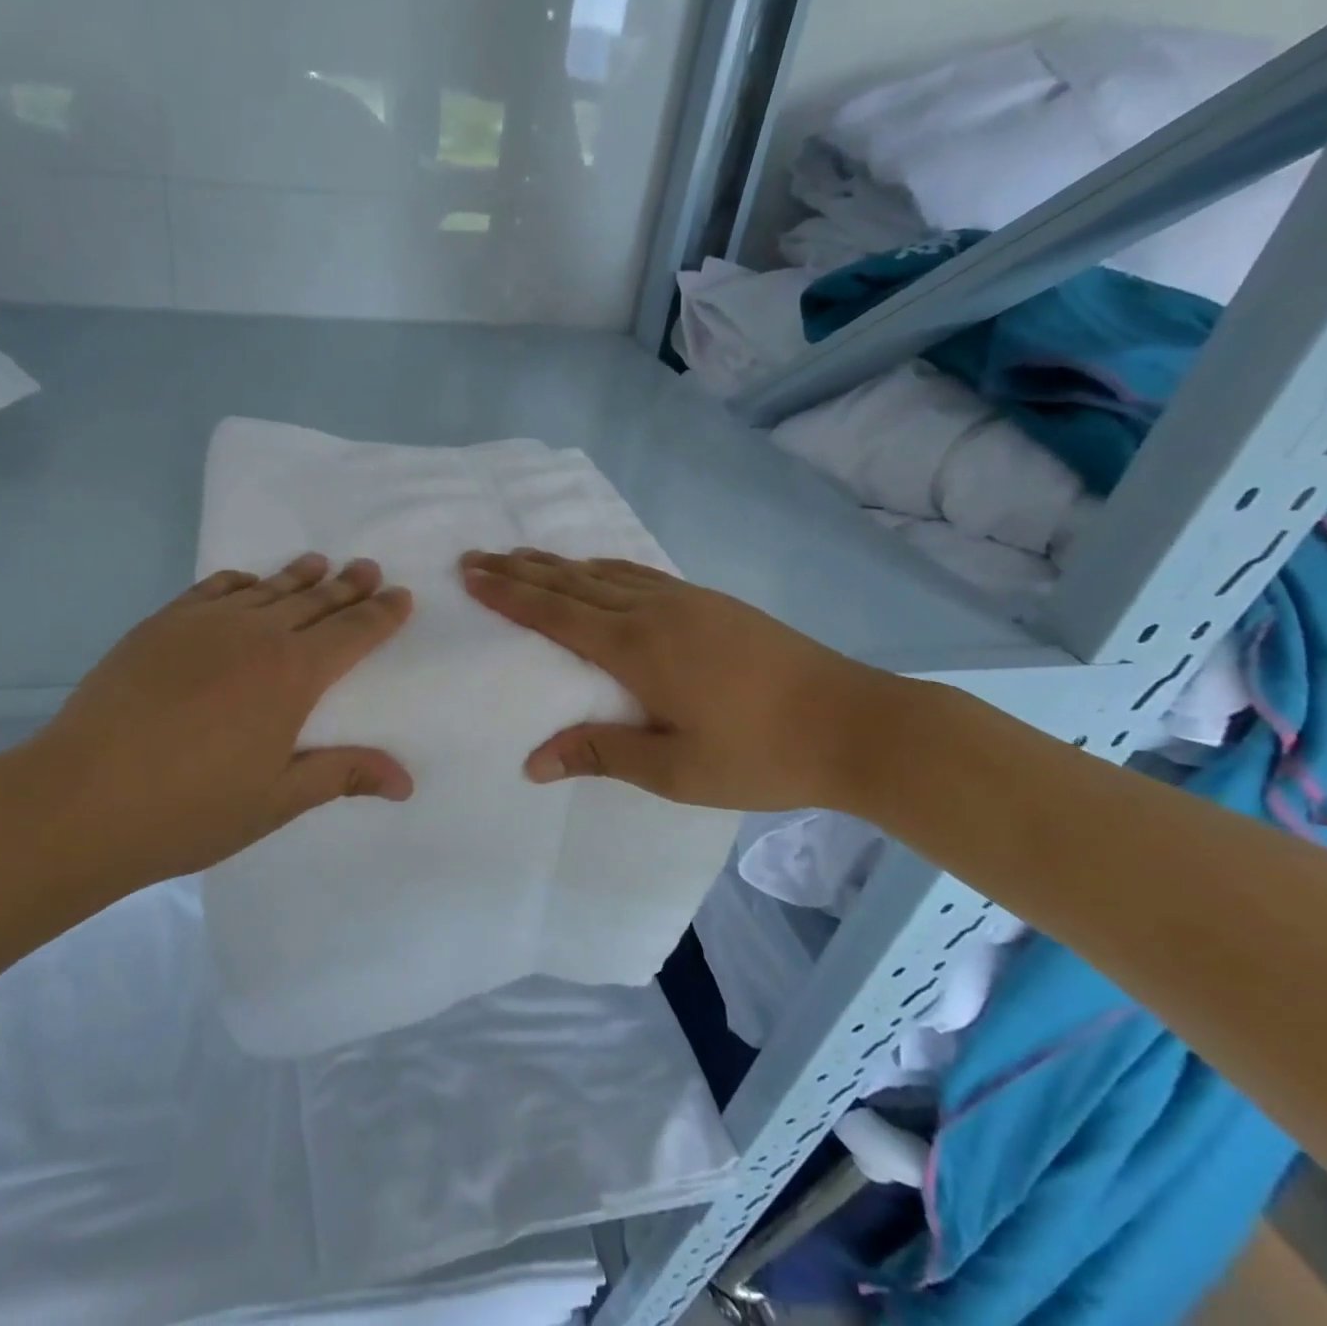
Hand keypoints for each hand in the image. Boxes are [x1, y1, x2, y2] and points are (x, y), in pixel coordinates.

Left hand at [1, 554, 413, 895]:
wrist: (81, 799)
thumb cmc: (191, 809)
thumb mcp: (277, 800)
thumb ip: (343, 775)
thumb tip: (405, 782)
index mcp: (293, 676)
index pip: (352, 634)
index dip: (380, 615)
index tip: (401, 596)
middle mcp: (255, 635)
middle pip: (314, 602)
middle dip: (347, 587)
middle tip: (368, 568)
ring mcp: (204, 624)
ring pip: (266, 590)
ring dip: (298, 577)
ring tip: (320, 563)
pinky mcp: (161, 625)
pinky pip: (212, 589)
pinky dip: (239, 582)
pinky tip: (248, 582)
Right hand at [461, 549, 896, 812]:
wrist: (855, 722)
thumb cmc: (761, 754)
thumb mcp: (675, 771)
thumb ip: (601, 754)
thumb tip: (533, 762)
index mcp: (637, 649)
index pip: (555, 613)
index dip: (509, 593)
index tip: (471, 574)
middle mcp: (653, 612)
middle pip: (572, 582)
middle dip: (520, 570)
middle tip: (476, 555)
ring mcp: (685, 600)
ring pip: (604, 572)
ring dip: (557, 564)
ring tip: (521, 555)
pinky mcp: (710, 602)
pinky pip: (638, 573)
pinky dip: (602, 567)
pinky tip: (596, 569)